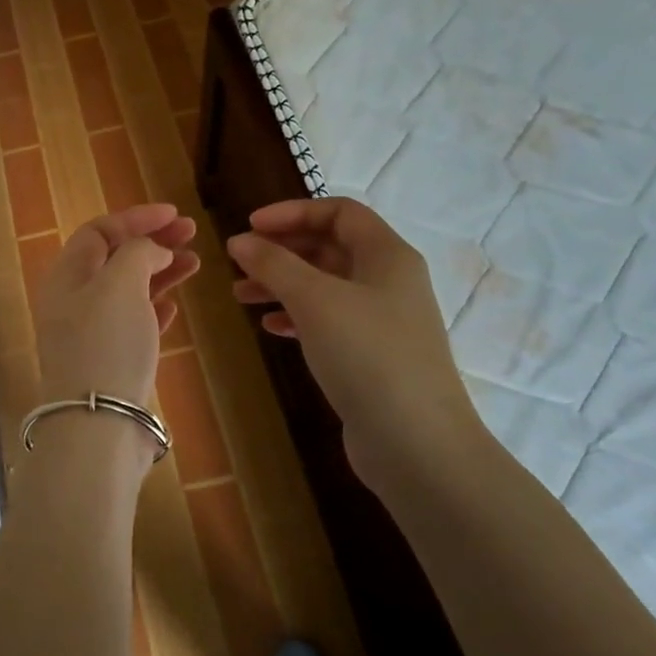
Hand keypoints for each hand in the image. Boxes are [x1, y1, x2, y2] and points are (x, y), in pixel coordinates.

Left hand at [34, 204, 199, 408]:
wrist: (98, 422)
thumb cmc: (107, 343)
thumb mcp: (121, 283)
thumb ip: (138, 253)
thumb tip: (152, 250)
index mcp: (67, 276)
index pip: (99, 231)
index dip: (136, 218)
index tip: (174, 214)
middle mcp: (73, 301)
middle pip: (114, 258)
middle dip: (152, 242)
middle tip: (191, 234)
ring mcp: (91, 333)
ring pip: (127, 290)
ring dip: (159, 272)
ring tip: (195, 264)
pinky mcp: (109, 360)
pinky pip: (133, 322)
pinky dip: (153, 307)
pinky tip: (174, 306)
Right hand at [227, 198, 484, 472]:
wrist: (415, 443)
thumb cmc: (366, 355)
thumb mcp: (314, 300)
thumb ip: (274, 264)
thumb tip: (240, 240)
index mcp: (387, 255)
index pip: (339, 212)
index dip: (292, 212)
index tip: (250, 227)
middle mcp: (389, 281)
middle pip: (330, 248)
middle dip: (282, 250)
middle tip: (240, 262)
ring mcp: (383, 321)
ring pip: (325, 286)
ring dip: (283, 284)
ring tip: (241, 295)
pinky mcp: (372, 356)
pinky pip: (329, 321)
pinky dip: (297, 316)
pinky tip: (270, 327)